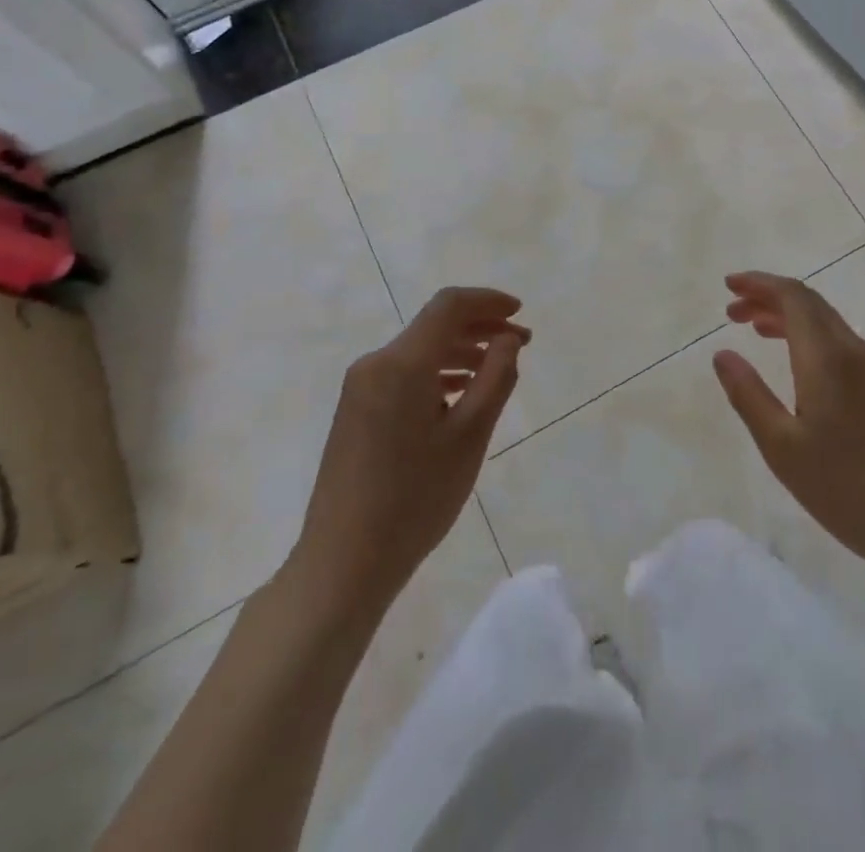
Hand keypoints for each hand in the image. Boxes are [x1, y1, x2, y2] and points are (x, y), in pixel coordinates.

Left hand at [285, 287, 528, 629]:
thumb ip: (495, 378)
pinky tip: (460, 394)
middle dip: (480, 327)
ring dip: (460, 351)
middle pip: (434, 326)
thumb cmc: (415, 498)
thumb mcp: (469, 436)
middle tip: (521, 343)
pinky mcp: (356, 410)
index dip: (488, 301)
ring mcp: (360, 387)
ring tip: (497, 369)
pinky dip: (437, 373)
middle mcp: (375, 363)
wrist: (343, 562)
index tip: (520, 313)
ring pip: (419, 351)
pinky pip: (403, 374)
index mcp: (401, 363)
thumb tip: (507, 338)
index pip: (449, 306)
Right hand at [713, 271, 864, 584]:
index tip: (728, 285)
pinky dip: (807, 336)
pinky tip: (794, 363)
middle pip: (809, 303)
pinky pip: (838, 341)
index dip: (758, 283)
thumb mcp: (782, 446)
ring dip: (788, 316)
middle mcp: (852, 350)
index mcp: (826, 356)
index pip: (792, 296)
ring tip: (754, 328)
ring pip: (825, 321)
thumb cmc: (846, 487)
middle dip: (768, 296)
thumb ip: (748, 395)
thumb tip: (722, 354)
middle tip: (732, 310)